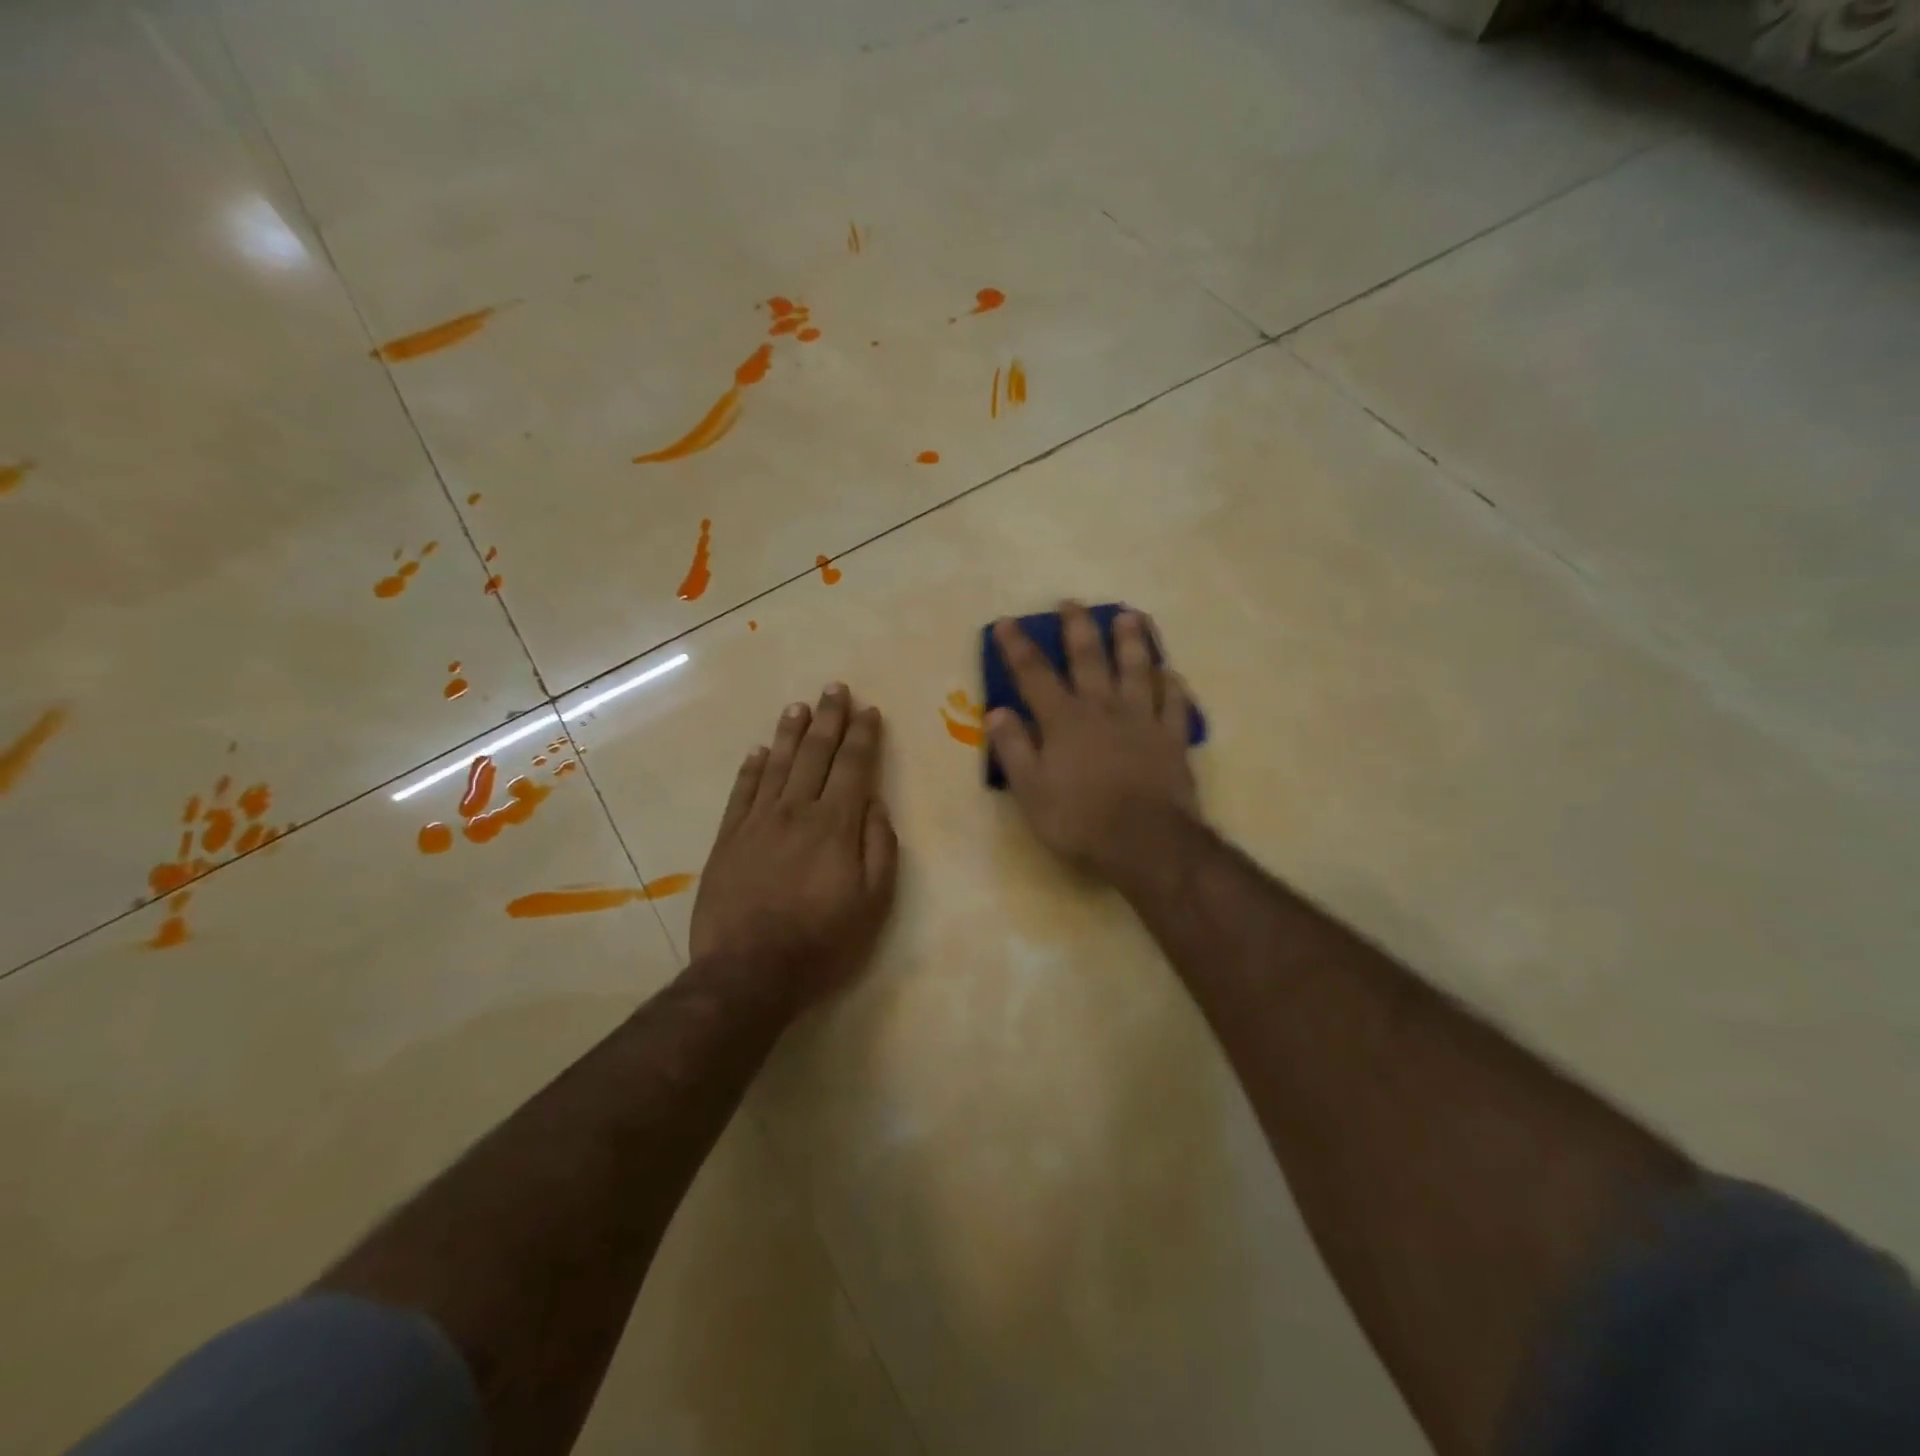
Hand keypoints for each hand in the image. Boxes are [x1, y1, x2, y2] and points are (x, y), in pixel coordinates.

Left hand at [690, 684, 898, 1010]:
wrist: (748, 971)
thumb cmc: (822, 941)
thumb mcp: (874, 903)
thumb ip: (879, 847)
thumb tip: (875, 804)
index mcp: (836, 825)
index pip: (853, 767)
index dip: (863, 736)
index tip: (868, 710)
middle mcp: (796, 811)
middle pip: (816, 754)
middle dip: (829, 719)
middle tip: (835, 688)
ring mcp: (757, 823)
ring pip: (778, 765)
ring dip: (791, 733)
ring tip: (799, 707)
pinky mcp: (728, 840)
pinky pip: (742, 793)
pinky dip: (751, 769)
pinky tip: (758, 751)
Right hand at [987, 604, 1198, 887]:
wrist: (1145, 842)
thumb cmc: (1079, 820)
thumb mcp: (1031, 791)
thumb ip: (1013, 749)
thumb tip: (997, 712)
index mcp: (1064, 720)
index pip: (1034, 674)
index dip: (1017, 647)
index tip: (1006, 622)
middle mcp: (1103, 709)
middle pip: (1089, 658)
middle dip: (1078, 628)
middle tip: (1072, 602)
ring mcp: (1142, 720)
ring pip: (1138, 670)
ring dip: (1132, 641)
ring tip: (1130, 616)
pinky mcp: (1172, 739)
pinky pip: (1175, 704)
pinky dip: (1173, 686)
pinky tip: (1172, 673)